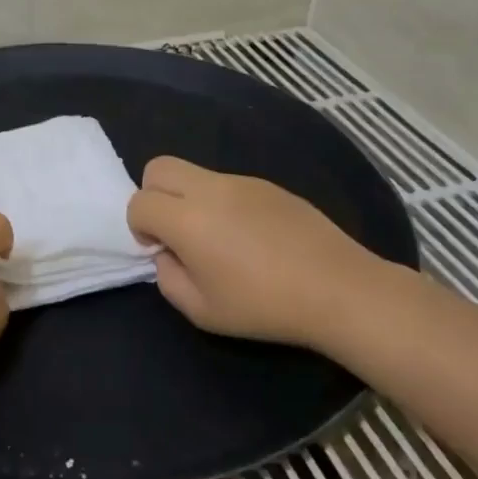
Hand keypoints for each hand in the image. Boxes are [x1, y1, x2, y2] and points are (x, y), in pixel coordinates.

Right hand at [126, 156, 386, 349]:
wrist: (338, 289)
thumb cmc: (264, 305)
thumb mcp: (201, 311)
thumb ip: (168, 278)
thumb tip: (168, 254)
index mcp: (187, 220)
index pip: (139, 202)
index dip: (139, 227)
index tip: (160, 251)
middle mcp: (210, 189)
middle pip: (158, 167)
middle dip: (153, 196)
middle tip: (175, 231)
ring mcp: (242, 182)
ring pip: (194, 173)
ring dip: (188, 198)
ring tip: (218, 238)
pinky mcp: (268, 185)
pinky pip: (227, 183)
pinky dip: (221, 202)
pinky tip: (251, 237)